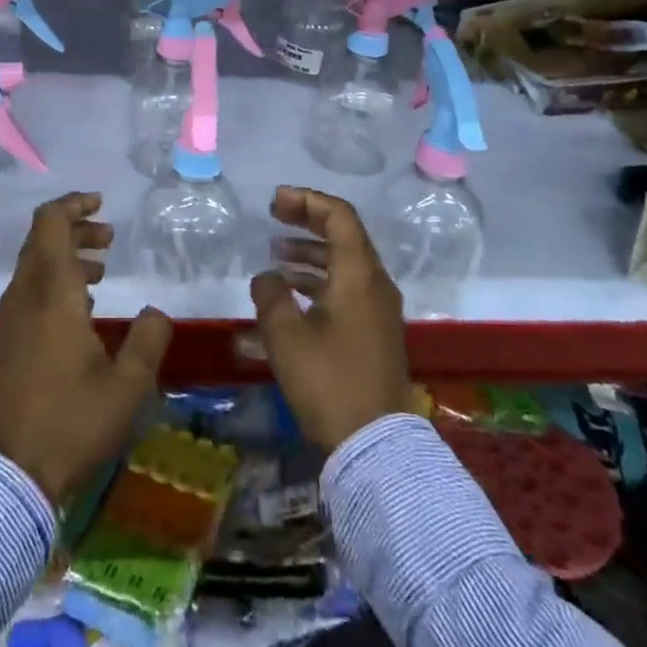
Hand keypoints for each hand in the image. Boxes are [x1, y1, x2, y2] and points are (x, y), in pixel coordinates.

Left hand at [0, 192, 173, 504]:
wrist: (5, 472)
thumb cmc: (69, 422)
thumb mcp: (126, 387)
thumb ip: (147, 342)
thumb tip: (155, 312)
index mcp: (52, 291)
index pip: (50, 223)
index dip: (73, 204)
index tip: (100, 204)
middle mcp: (27, 294)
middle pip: (42, 239)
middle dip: (76, 229)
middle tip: (109, 238)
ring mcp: (13, 317)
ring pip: (36, 264)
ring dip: (66, 256)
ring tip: (101, 269)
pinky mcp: (8, 339)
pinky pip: (31, 289)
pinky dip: (56, 281)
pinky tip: (82, 308)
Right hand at [251, 186, 414, 452]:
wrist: (374, 446)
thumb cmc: (328, 382)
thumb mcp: (286, 335)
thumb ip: (271, 294)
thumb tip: (268, 277)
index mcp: (358, 274)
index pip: (338, 216)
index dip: (306, 200)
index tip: (275, 202)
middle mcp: (375, 284)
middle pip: (344, 234)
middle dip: (307, 220)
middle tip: (274, 216)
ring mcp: (378, 309)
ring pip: (344, 263)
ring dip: (311, 252)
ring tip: (276, 254)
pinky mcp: (374, 332)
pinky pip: (347, 287)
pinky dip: (319, 279)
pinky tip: (290, 293)